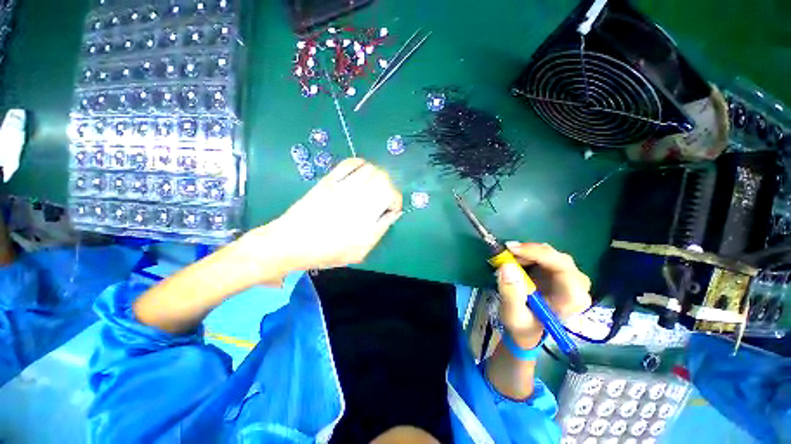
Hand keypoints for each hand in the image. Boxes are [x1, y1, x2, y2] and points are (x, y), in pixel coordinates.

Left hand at [248, 158, 402, 271]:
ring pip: (369, 168)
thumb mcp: (360, 251)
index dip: (396, 199)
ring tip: (373, 187)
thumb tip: (393, 213)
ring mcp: (342, 186)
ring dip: (377, 176)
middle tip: (384, 198)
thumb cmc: (327, 251)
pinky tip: (360, 174)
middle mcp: (356, 196)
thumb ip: (380, 230)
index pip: (391, 194)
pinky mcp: (329, 180)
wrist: (291, 242)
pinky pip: (349, 163)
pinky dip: (360, 164)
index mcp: (366, 215)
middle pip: (383, 177)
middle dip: (389, 186)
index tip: (392, 208)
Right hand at [496, 242, 591, 347]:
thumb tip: (507, 267)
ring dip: (527, 253)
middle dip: (530, 252)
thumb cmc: (523, 326)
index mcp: (572, 299)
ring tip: (508, 259)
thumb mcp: (513, 315)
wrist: (527, 330)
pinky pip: (545, 256)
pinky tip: (516, 261)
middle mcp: (577, 286)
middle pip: (558, 258)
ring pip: (550, 254)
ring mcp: (570, 278)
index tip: (512, 249)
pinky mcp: (560, 273)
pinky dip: (528, 255)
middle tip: (506, 252)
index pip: (562, 267)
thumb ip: (511, 294)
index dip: (538, 253)